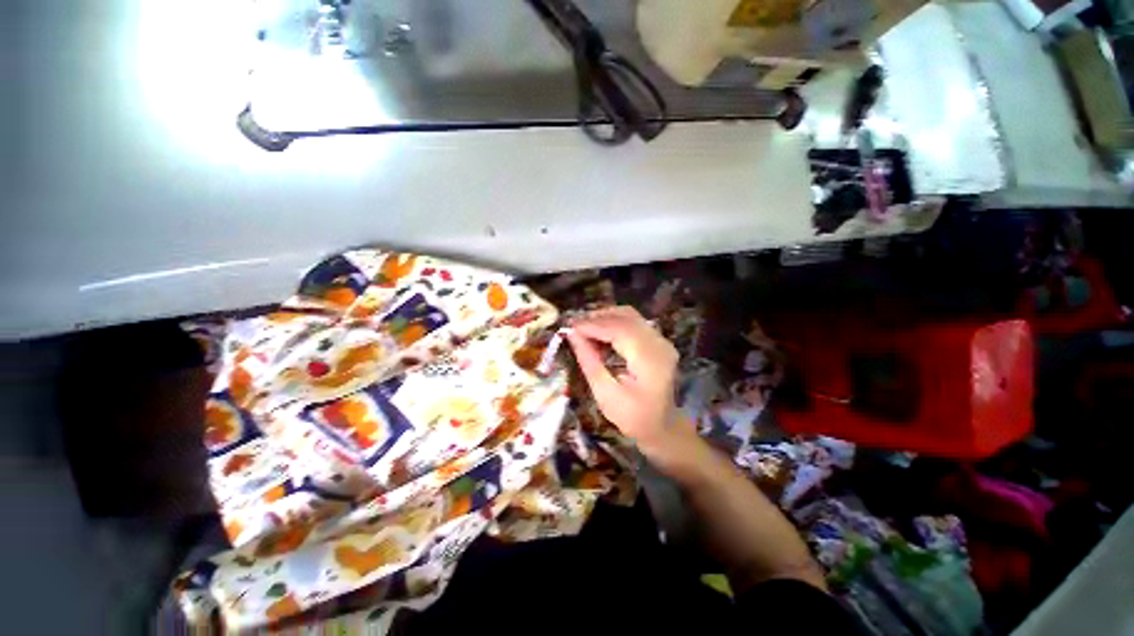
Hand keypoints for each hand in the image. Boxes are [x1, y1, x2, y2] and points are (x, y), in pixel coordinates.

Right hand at [565, 307, 685, 456]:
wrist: (664, 428)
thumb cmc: (634, 418)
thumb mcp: (606, 395)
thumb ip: (589, 362)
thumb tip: (571, 335)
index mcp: (649, 360)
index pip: (619, 329)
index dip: (592, 325)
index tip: (569, 327)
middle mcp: (659, 344)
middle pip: (625, 316)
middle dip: (597, 318)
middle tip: (574, 326)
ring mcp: (661, 340)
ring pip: (629, 315)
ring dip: (605, 317)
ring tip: (583, 327)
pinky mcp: (658, 341)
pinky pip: (633, 323)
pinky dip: (614, 323)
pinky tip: (599, 332)